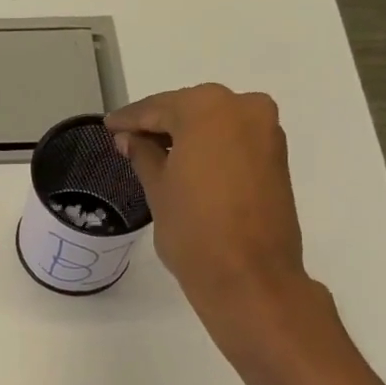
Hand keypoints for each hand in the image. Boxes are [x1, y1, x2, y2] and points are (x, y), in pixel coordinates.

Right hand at [106, 84, 313, 348]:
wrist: (248, 276)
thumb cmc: (193, 230)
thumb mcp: (158, 190)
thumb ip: (143, 155)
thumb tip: (130, 138)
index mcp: (208, 109)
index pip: (158, 108)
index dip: (130, 119)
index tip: (109, 125)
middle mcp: (244, 108)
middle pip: (191, 109)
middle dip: (160, 123)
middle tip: (129, 139)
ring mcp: (266, 132)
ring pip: (215, 124)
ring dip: (187, 135)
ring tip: (154, 153)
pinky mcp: (277, 157)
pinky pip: (234, 140)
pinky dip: (210, 148)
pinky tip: (187, 164)